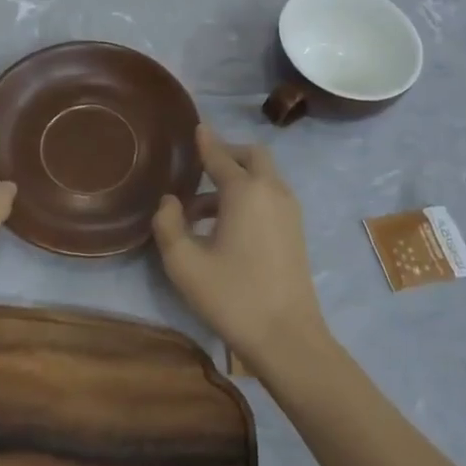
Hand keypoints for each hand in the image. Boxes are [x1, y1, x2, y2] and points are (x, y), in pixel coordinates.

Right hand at [152, 126, 328, 369]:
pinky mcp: (296, 230)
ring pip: (264, 176)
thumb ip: (168, 225)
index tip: (196, 127)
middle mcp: (271, 190)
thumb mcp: (184, 263)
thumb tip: (170, 202)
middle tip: (200, 169)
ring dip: (237, 179)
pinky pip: (271, 195)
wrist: (287, 337)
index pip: (220, 156)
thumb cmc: (232, 296)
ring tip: (202, 210)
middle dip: (227, 155)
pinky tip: (227, 226)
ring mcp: (289, 210)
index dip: (205, 141)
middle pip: (252, 155)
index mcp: (245, 191)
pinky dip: (250, 195)